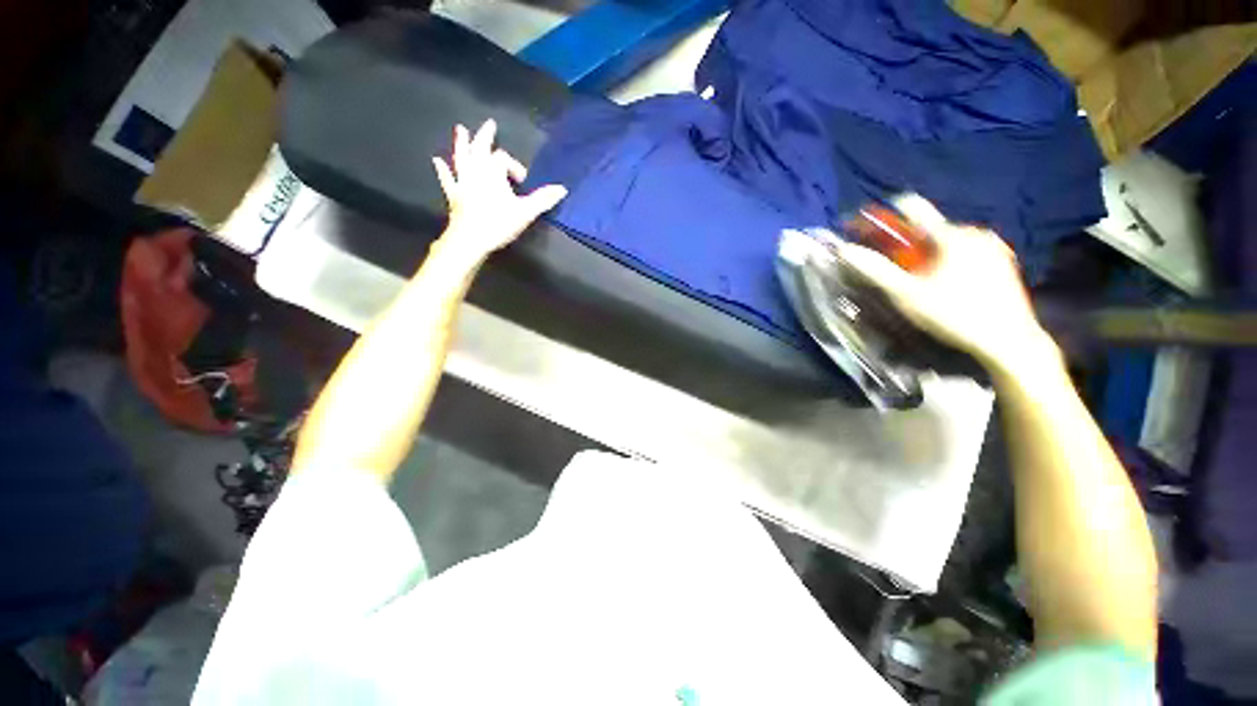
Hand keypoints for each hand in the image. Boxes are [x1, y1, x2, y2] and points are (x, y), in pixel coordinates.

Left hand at [432, 120, 567, 260]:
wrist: (470, 239)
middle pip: (479, 147)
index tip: (523, 182)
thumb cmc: (499, 223)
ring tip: (460, 129)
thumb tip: (562, 188)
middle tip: (490, 124)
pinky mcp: (454, 194)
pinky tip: (437, 162)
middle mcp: (475, 170)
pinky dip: (443, 170)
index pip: (504, 159)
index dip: (515, 167)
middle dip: (485, 136)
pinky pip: (448, 179)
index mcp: (492, 171)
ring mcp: (462, 181)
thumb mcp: (525, 212)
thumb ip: (543, 199)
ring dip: (461, 143)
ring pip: (461, 157)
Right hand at [835, 195, 1057, 374]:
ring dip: (929, 254)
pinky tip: (947, 286)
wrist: (1009, 340)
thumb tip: (845, 250)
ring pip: (948, 241)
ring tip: (922, 282)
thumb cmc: (953, 315)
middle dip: (908, 244)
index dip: (885, 214)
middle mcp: (974, 232)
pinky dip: (949, 261)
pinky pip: (966, 252)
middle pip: (929, 229)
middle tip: (896, 270)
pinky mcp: (1002, 261)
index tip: (866, 226)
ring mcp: (992, 246)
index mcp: (950, 235)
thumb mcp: (907, 294)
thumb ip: (876, 270)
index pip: (912, 208)